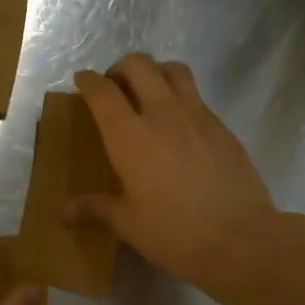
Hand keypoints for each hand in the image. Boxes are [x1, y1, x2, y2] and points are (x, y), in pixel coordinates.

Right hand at [68, 55, 278, 288]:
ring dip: (155, 72)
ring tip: (148, 93)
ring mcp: (198, 116)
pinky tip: (179, 125)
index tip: (81, 81)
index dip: (88, 81)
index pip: (103, 92)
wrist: (239, 239)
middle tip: (114, 87)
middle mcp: (162, 114)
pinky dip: (181, 97)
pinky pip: (197, 97)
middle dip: (121, 68)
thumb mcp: (128, 223)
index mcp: (130, 136)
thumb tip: (64, 212)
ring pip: (174, 70)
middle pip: (139, 65)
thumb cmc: (174, 233)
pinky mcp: (223, 128)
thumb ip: (96, 209)